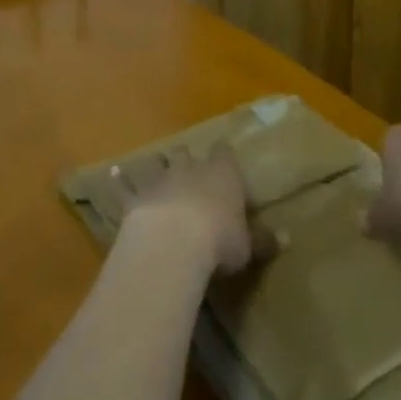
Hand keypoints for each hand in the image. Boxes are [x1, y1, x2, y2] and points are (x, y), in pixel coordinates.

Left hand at [109, 144, 257, 275]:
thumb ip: (263, 240)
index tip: (224, 160)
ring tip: (157, 166)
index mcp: (222, 174)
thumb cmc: (219, 241)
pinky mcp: (135, 196)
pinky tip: (114, 173)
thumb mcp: (248, 246)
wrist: (173, 242)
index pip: (224, 154)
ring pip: (156, 162)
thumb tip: (285, 237)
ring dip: (157, 164)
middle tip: (190, 167)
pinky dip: (120, 180)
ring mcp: (159, 179)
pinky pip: (125, 184)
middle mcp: (190, 168)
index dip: (224, 156)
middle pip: (187, 153)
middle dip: (188, 159)